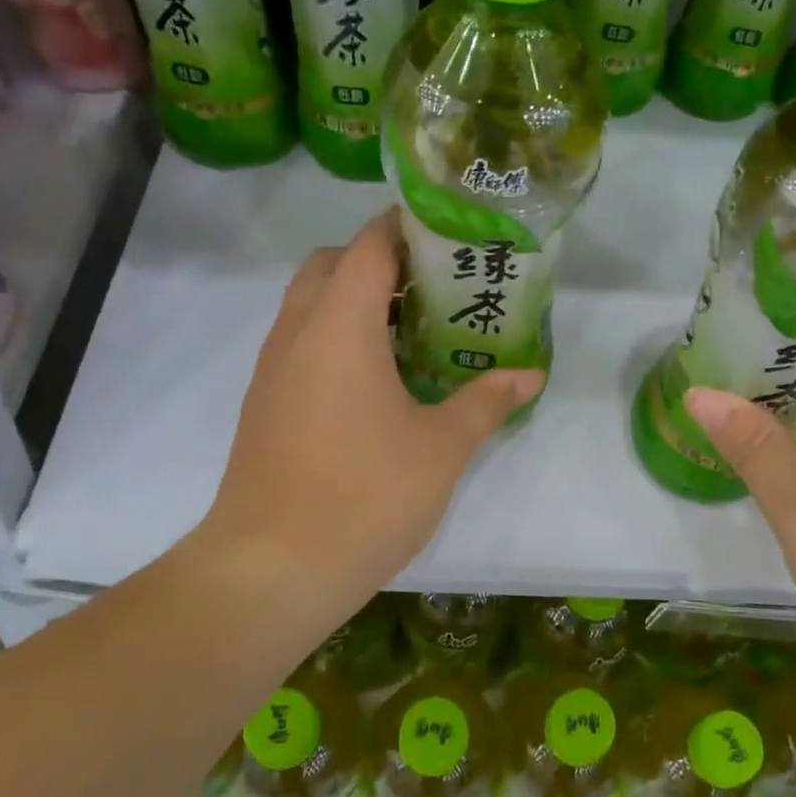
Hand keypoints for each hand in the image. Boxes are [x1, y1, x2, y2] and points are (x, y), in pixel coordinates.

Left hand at [197, 212, 542, 622]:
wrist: (272, 569)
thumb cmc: (365, 494)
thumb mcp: (442, 447)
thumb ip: (486, 401)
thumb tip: (531, 375)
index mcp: (339, 325)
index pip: (367, 245)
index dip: (405, 227)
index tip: (447, 233)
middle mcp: (297, 332)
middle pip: (330, 264)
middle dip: (378, 261)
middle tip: (432, 287)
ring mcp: (272, 369)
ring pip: (309, 305)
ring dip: (353, 300)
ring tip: (411, 330)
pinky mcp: (264, 404)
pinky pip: (300, 343)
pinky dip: (334, 337)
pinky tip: (375, 381)